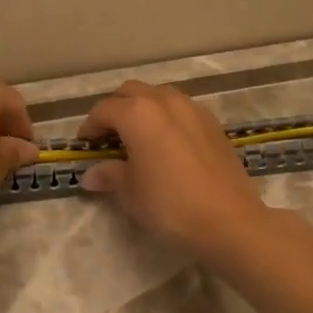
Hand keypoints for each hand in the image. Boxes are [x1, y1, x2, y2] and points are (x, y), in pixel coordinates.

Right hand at [78, 80, 269, 256]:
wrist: (228, 220)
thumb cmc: (169, 204)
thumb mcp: (130, 192)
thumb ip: (109, 175)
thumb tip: (91, 174)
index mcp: (138, 113)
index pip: (104, 110)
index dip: (89, 127)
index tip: (85, 146)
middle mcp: (165, 101)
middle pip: (131, 92)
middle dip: (115, 109)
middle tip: (108, 136)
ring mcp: (193, 108)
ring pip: (159, 95)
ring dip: (143, 108)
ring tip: (137, 136)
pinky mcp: (213, 123)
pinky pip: (181, 109)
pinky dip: (167, 117)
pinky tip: (167, 143)